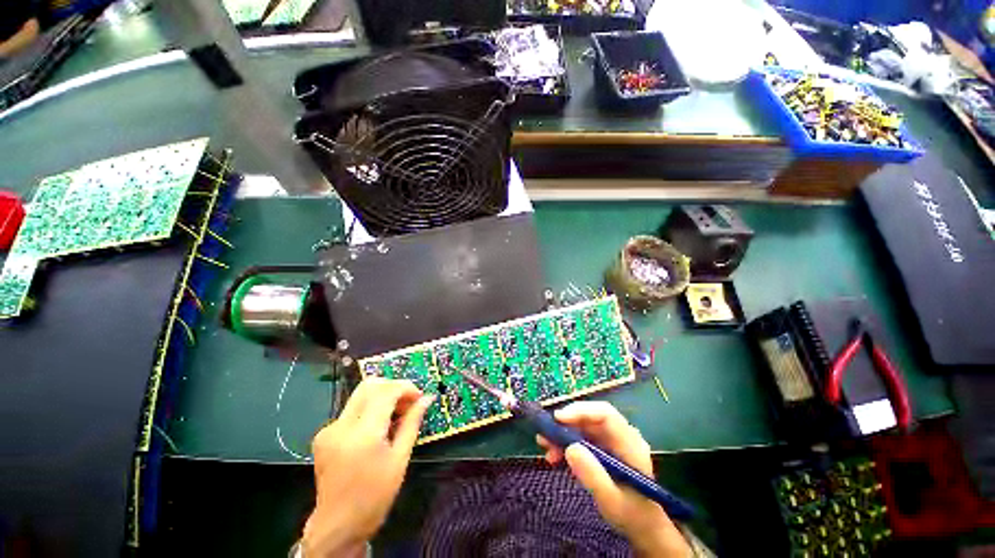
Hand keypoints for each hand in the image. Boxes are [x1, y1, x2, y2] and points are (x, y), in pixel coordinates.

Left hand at [303, 377, 433, 557]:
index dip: (406, 387)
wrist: (337, 525)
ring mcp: (329, 429)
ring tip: (396, 414)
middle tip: (408, 402)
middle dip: (393, 386)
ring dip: (382, 396)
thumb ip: (412, 423)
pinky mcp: (324, 434)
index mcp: (362, 435)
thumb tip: (427, 399)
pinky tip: (378, 427)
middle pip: (370, 385)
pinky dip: (370, 409)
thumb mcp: (400, 459)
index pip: (386, 392)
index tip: (419, 397)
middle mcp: (341, 426)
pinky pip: (352, 409)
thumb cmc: (374, 496)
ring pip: (360, 394)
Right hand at [537, 401, 689, 556]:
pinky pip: (581, 437)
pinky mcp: (602, 446)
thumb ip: (593, 475)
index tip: (557, 418)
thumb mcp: (611, 500)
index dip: (581, 411)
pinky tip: (554, 455)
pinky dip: (566, 444)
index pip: (605, 415)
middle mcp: (621, 435)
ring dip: (562, 434)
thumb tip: (570, 447)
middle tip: (545, 434)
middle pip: (590, 417)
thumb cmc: (631, 514)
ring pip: (583, 426)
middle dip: (566, 423)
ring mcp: (611, 440)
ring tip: (545, 447)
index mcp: (630, 443)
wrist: (642, 527)